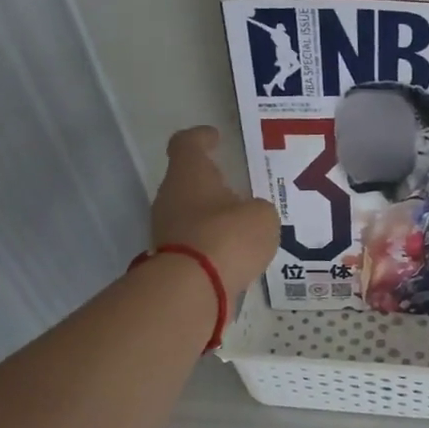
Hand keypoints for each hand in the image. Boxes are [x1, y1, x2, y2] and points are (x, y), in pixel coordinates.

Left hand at [150, 127, 278, 299]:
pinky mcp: (170, 259)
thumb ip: (259, 210)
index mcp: (189, 173)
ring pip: (190, 213)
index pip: (187, 143)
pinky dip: (211, 244)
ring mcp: (165, 229)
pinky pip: (194, 242)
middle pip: (188, 181)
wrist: (193, 289)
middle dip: (211, 184)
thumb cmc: (228, 237)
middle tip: (237, 190)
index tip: (215, 138)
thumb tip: (250, 216)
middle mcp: (170, 197)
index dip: (201, 138)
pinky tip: (233, 253)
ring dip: (212, 217)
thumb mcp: (262, 217)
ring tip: (241, 227)